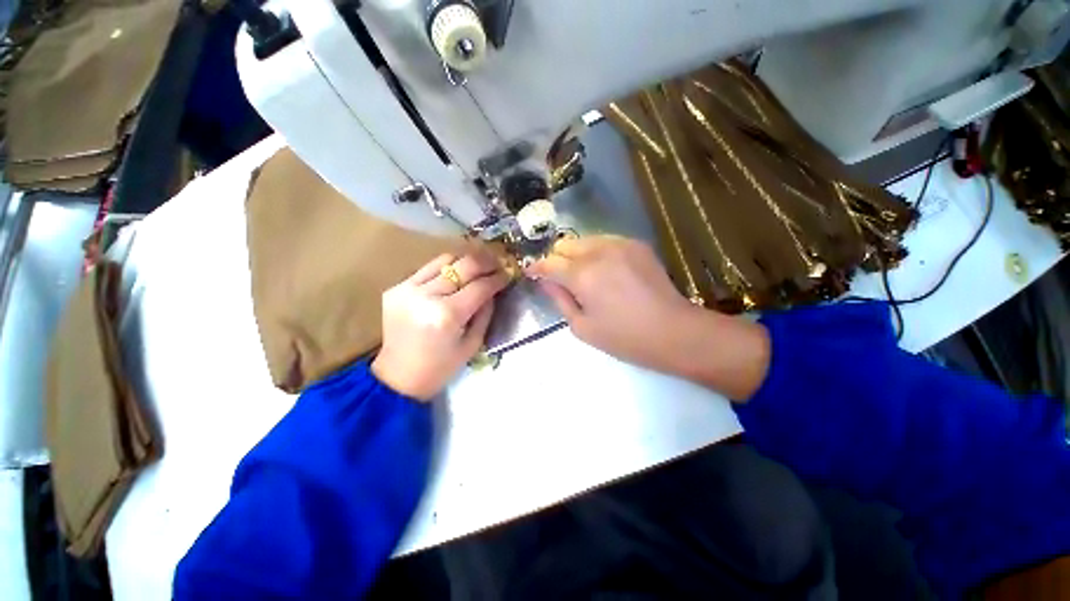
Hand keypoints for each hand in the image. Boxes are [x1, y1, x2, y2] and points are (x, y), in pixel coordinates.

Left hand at [372, 249, 508, 400]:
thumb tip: (493, 290)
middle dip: (485, 262)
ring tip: (478, 265)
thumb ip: (485, 312)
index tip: (508, 274)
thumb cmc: (441, 367)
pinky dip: (445, 268)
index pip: (480, 286)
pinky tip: (455, 274)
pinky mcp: (396, 288)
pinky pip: (427, 268)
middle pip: (463, 266)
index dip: (497, 278)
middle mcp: (426, 296)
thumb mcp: (473, 344)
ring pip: (445, 259)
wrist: (398, 377)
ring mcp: (407, 288)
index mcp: (447, 315)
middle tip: (498, 263)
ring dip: (465, 260)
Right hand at [525, 236, 769, 399]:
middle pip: (565, 245)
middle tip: (558, 278)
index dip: (536, 267)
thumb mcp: (583, 327)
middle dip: (556, 259)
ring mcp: (620, 244)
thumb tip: (546, 282)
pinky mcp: (636, 245)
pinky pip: (605, 241)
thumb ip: (559, 300)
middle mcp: (599, 252)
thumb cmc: (624, 338)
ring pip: (584, 240)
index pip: (549, 263)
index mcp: (583, 276)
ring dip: (576, 255)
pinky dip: (596, 252)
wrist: (674, 331)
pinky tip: (604, 270)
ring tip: (582, 274)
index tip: (531, 273)